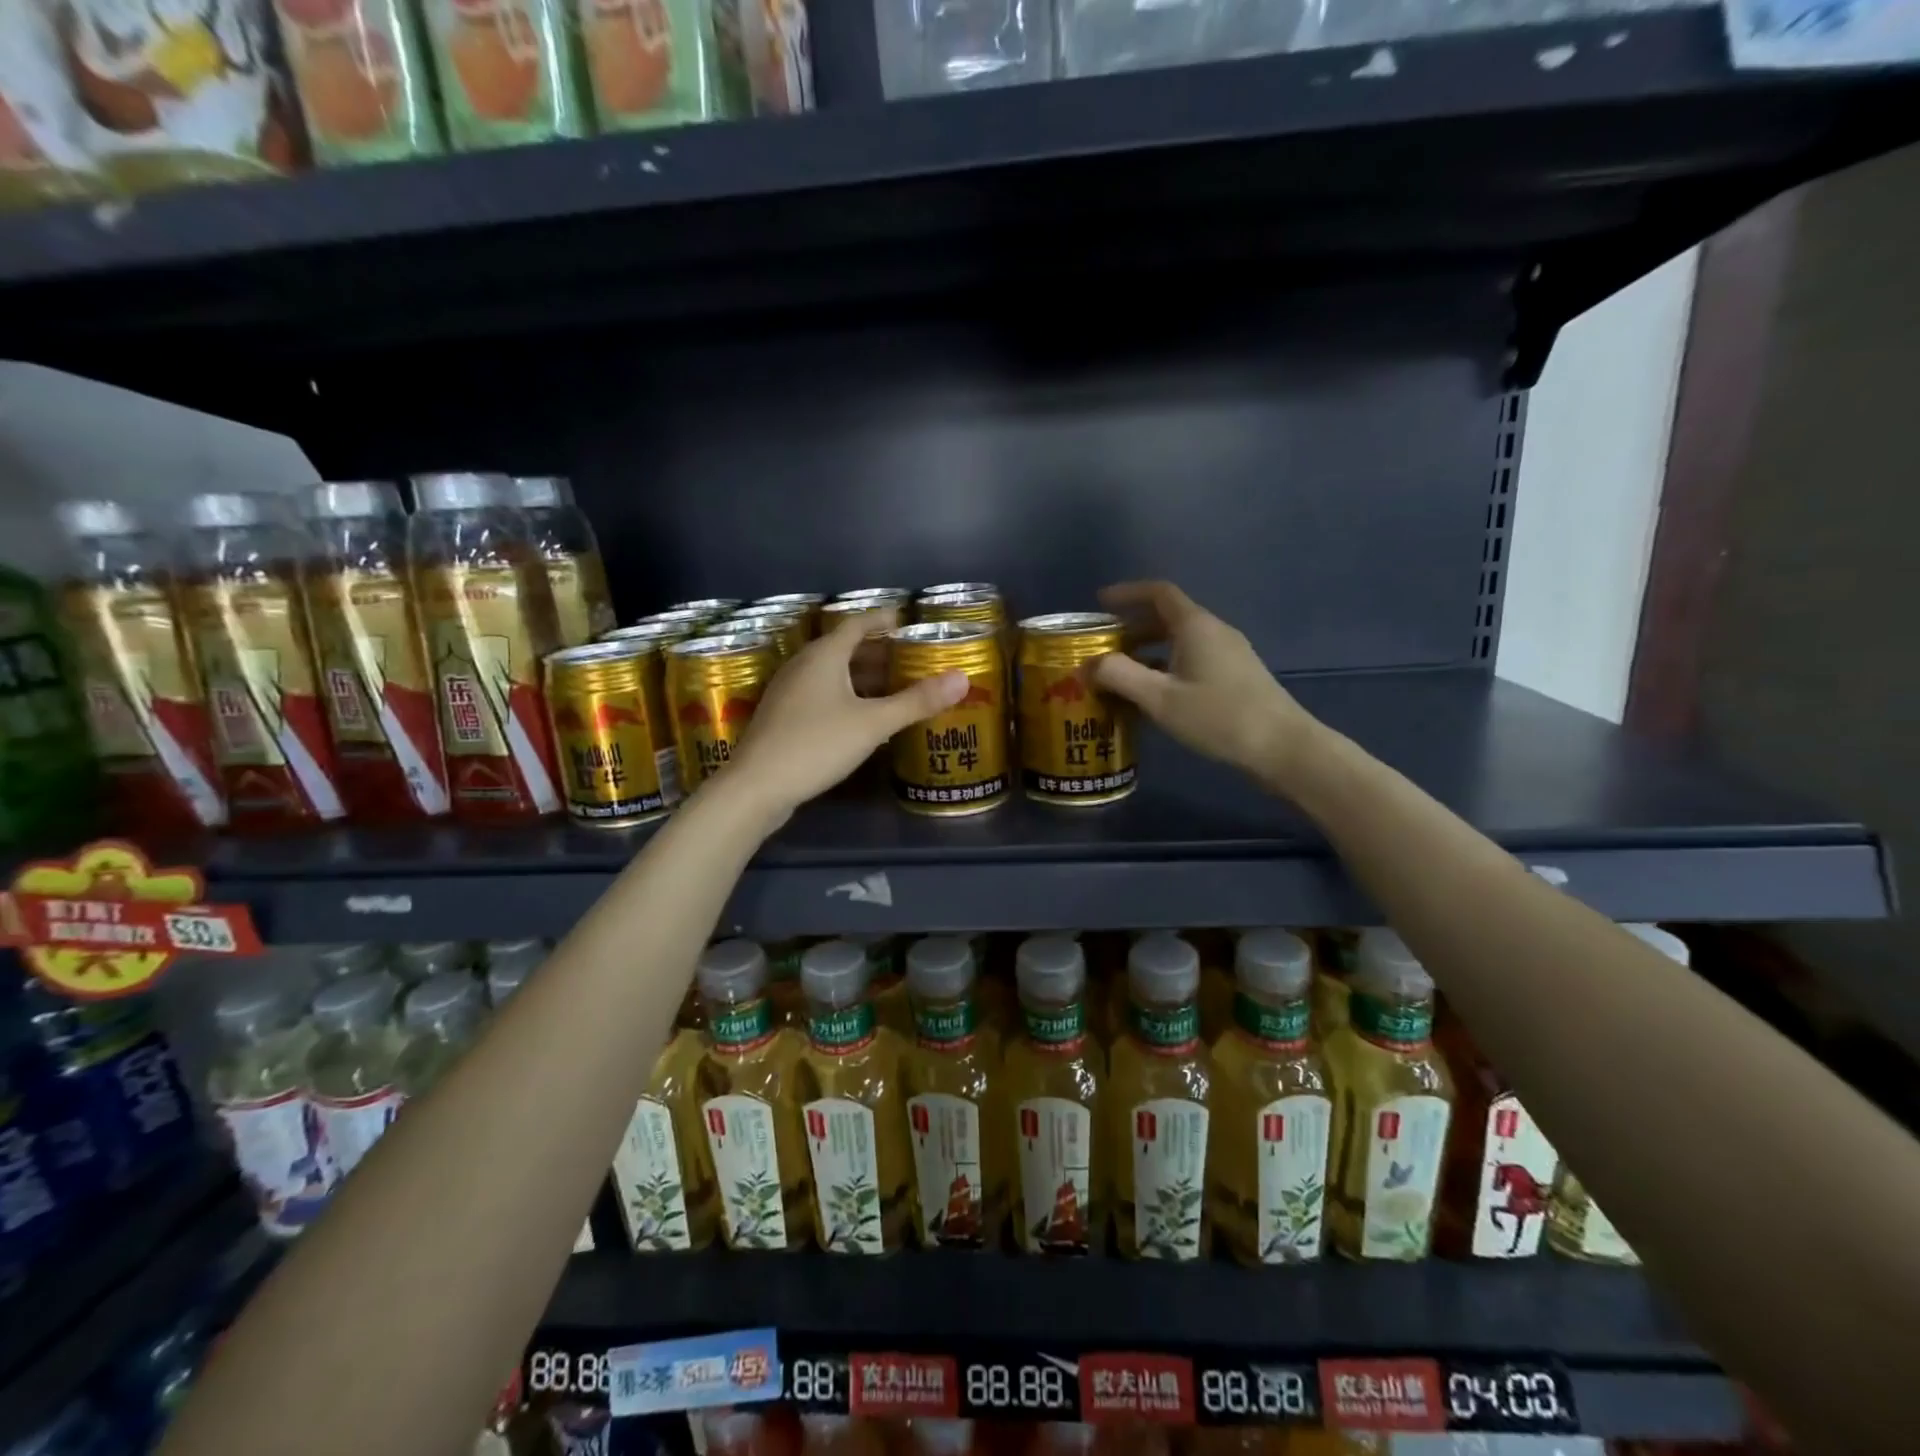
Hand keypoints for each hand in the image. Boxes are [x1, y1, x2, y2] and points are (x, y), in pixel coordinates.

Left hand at [729, 610, 966, 822]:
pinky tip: (862, 717)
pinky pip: (821, 693)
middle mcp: (803, 665)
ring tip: (893, 687)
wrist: (757, 787)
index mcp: (823, 655)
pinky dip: (846, 695)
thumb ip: (917, 701)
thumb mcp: (873, 723)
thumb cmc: (816, 744)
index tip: (906, 621)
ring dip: (862, 676)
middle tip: (910, 660)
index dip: (882, 620)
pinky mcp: (783, 716)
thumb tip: (963, 679)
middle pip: (845, 648)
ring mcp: (789, 691)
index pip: (857, 624)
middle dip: (878, 652)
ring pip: (832, 673)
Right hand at [1093, 581, 1320, 792]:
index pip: (1158, 592)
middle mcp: (1213, 631)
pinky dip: (1167, 665)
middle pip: (1168, 617)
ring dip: (1148, 650)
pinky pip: (1193, 658)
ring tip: (1121, 673)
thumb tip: (1087, 664)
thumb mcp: (1159, 698)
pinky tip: (1154, 694)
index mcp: (1195, 626)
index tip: (1100, 603)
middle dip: (1132, 628)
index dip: (1127, 593)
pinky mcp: (1236, 675)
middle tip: (1103, 646)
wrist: (1281, 746)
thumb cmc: (1217, 716)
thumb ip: (1119, 676)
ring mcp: (1229, 653)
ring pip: (1180, 640)